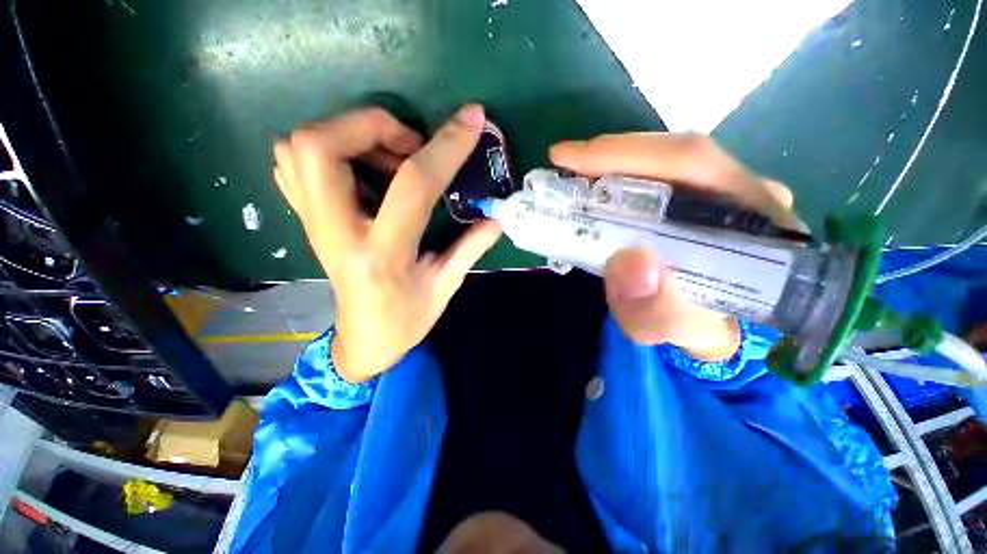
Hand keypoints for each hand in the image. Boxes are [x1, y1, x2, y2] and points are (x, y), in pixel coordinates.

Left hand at [273, 105, 501, 381]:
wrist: (364, 340)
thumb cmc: (407, 320)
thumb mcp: (446, 286)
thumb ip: (471, 247)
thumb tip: (497, 216)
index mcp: (383, 253)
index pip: (412, 185)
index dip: (445, 147)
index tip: (472, 121)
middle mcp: (337, 232)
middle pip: (321, 148)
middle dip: (371, 125)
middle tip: (411, 146)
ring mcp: (314, 224)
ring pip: (299, 147)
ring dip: (349, 133)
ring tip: (389, 156)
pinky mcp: (308, 220)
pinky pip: (293, 163)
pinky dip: (327, 148)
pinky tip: (363, 167)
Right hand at [550, 133, 801, 360]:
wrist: (716, 328)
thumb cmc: (701, 329)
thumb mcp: (677, 331)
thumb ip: (659, 310)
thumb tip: (627, 259)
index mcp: (755, 219)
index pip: (692, 164)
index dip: (628, 154)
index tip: (572, 158)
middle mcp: (746, 193)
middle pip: (675, 153)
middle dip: (612, 155)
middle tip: (564, 162)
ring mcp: (726, 192)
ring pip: (665, 161)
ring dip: (613, 163)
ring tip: (574, 174)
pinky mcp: (701, 200)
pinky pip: (659, 177)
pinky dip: (620, 177)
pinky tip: (596, 185)